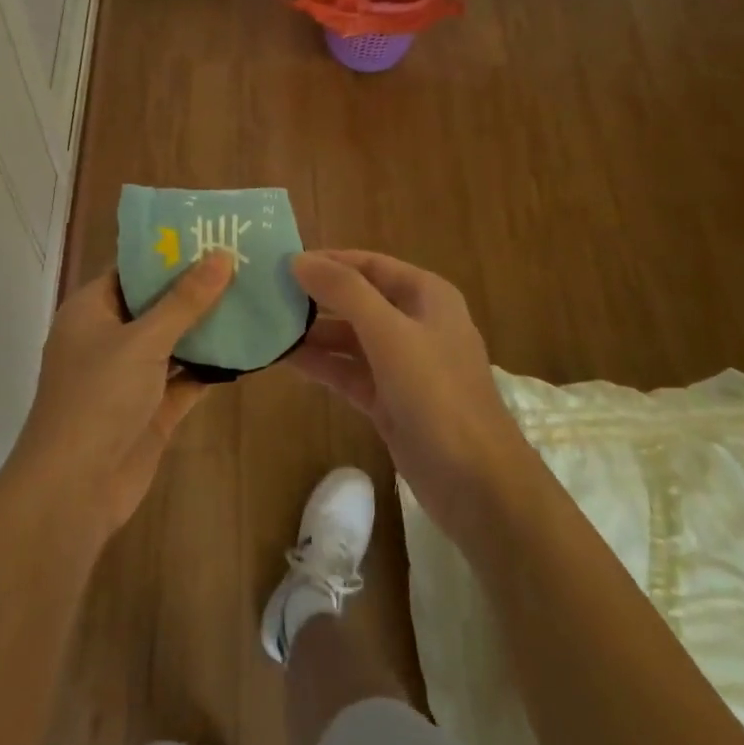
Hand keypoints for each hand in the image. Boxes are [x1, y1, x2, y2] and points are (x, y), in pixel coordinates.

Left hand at [8, 254, 233, 537]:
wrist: (75, 489)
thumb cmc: (98, 398)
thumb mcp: (143, 340)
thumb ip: (184, 300)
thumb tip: (221, 255)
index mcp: (92, 310)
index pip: (132, 269)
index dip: (169, 252)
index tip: (211, 234)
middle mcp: (109, 337)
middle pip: (157, 303)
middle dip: (197, 287)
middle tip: (244, 261)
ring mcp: (131, 376)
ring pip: (175, 341)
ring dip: (208, 326)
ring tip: (254, 296)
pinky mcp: (152, 408)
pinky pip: (186, 377)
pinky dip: (212, 365)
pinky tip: (249, 347)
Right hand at [287, 250, 537, 537]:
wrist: (478, 484)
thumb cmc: (438, 395)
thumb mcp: (390, 334)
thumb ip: (344, 292)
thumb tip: (298, 259)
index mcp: (426, 296)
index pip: (369, 264)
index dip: (328, 260)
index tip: (281, 261)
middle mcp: (415, 323)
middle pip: (357, 299)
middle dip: (316, 296)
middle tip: (266, 294)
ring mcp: (402, 365)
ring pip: (350, 338)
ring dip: (313, 333)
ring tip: (266, 326)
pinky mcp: (389, 400)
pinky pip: (348, 372)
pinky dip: (321, 365)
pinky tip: (284, 360)